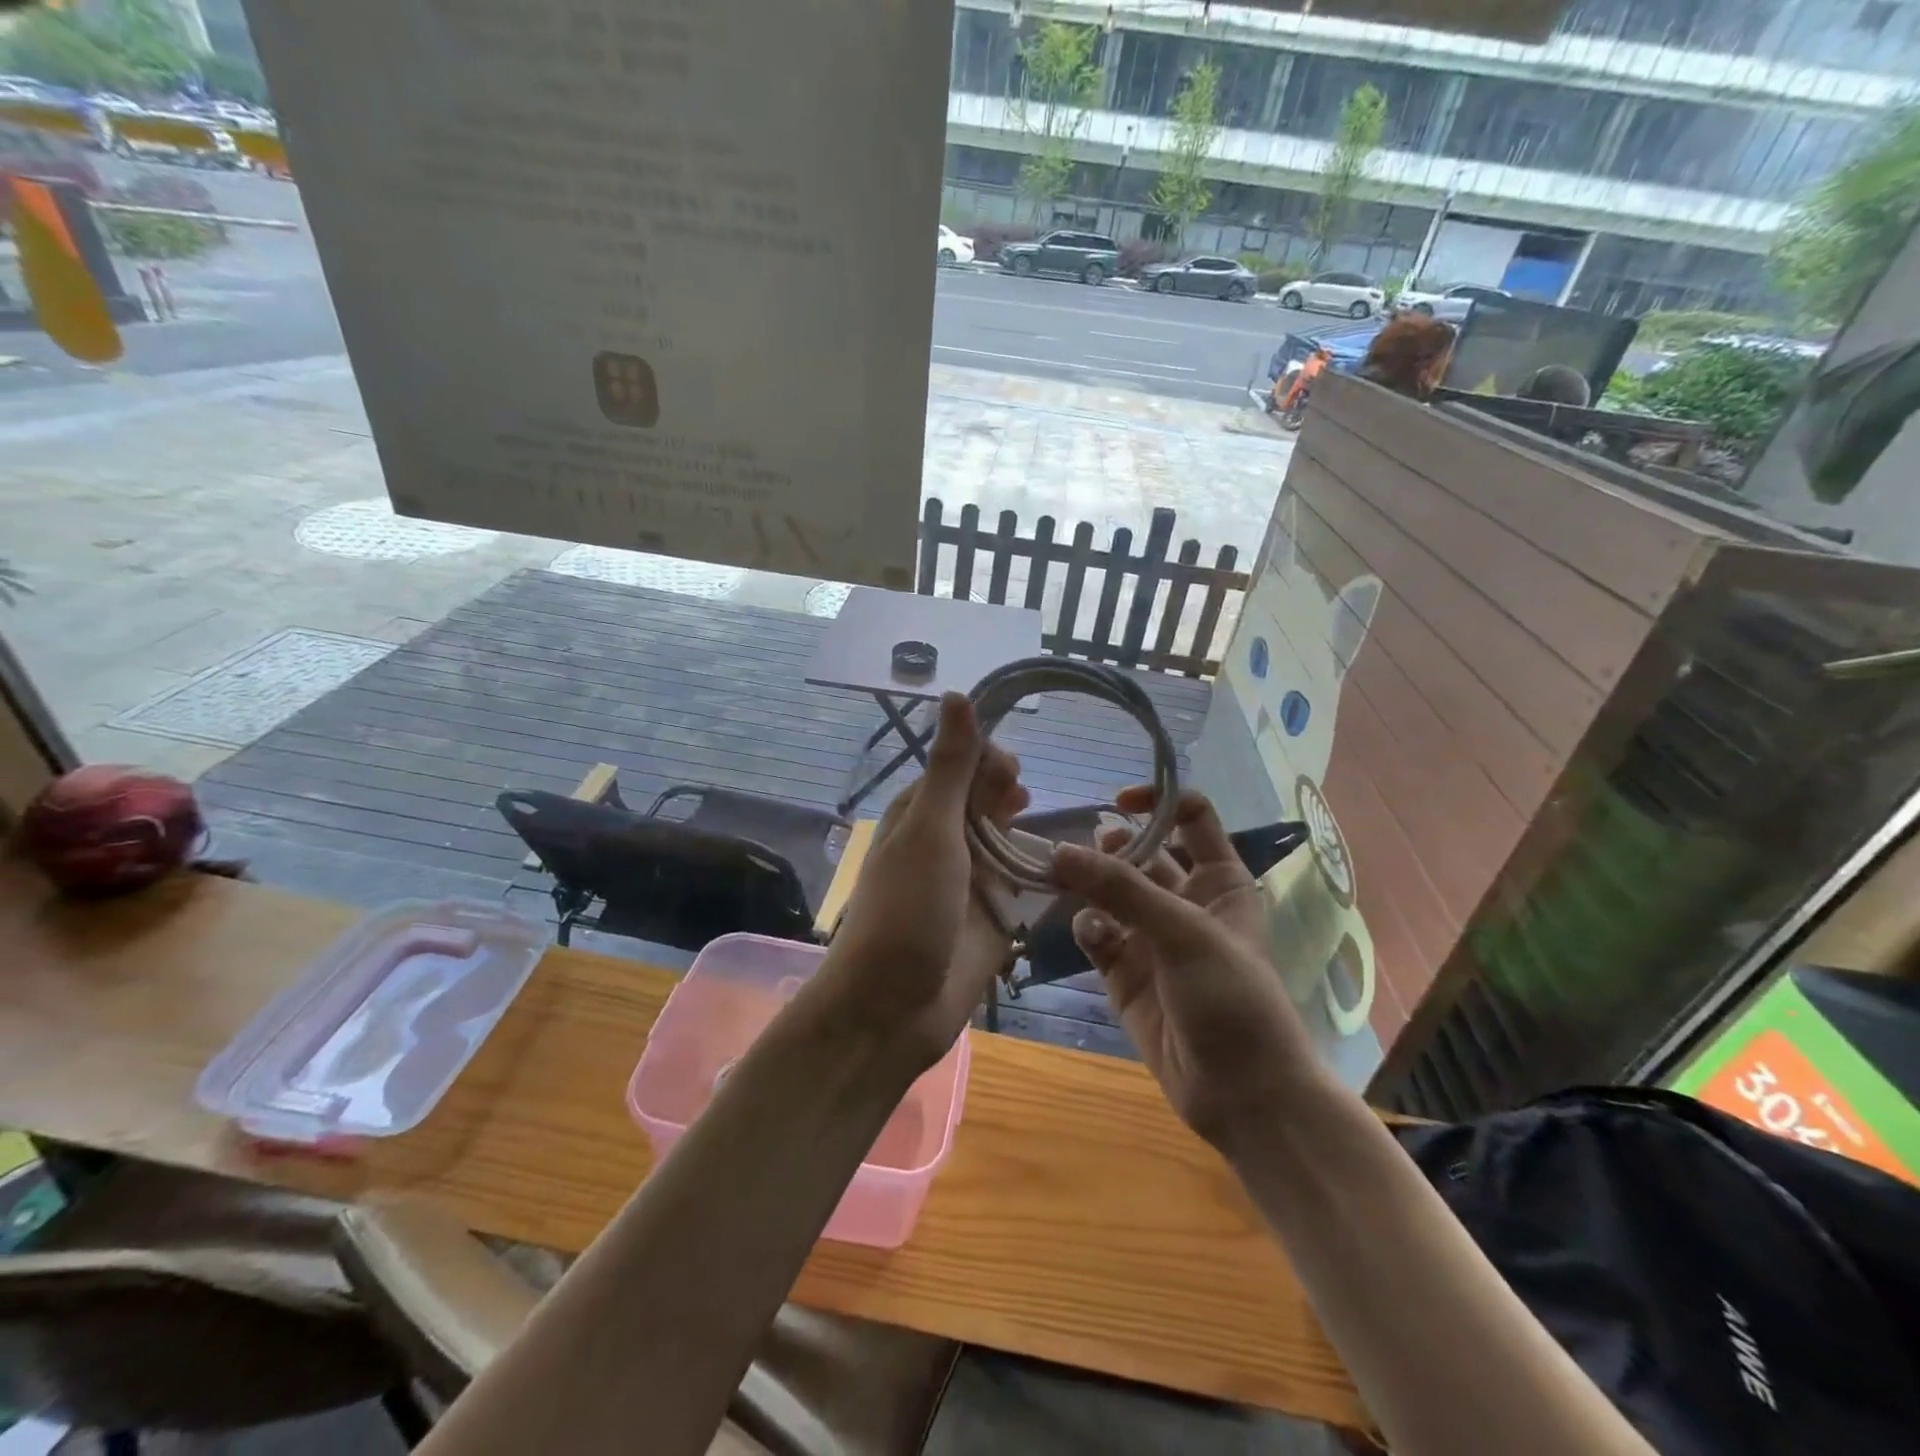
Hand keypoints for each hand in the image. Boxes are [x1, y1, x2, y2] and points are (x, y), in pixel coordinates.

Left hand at [825, 693, 1027, 1063]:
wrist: (893, 1009)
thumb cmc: (906, 911)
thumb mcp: (930, 831)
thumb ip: (950, 768)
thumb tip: (956, 694)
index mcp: (920, 814)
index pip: (960, 766)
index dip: (988, 760)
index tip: (1013, 774)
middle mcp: (944, 842)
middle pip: (985, 800)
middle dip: (1008, 793)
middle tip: (1025, 802)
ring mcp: (969, 882)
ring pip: (1006, 840)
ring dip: (1027, 831)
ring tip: (1047, 830)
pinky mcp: (991, 918)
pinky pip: (1021, 885)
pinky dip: (1040, 873)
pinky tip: (1064, 868)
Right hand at [1051, 788, 1323, 1149]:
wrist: (1241, 1094)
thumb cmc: (1232, 999)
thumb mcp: (1185, 933)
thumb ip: (1121, 889)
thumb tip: (1058, 851)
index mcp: (1219, 880)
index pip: (1189, 817)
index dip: (1158, 800)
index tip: (1117, 802)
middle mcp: (1184, 900)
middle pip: (1140, 852)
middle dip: (1110, 847)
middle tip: (1078, 851)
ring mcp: (1151, 936)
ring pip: (1110, 892)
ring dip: (1089, 884)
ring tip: (1066, 882)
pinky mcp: (1123, 971)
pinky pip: (1096, 933)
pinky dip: (1088, 927)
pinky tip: (1091, 935)